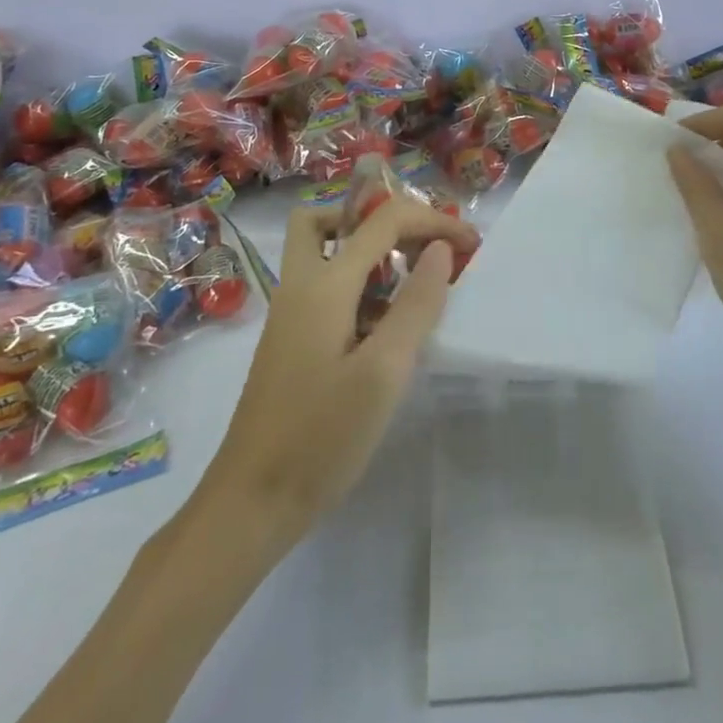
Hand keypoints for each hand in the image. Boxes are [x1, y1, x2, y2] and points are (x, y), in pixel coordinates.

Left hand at [205, 199, 478, 539]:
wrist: (251, 503)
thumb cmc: (322, 437)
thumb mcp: (383, 372)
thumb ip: (416, 305)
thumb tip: (440, 249)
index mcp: (323, 285)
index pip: (383, 220)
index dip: (432, 220)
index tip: (471, 243)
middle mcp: (300, 286)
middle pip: (327, 219)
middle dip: (379, 219)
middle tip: (421, 246)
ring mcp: (291, 313)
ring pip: (325, 252)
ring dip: (370, 252)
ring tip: (414, 283)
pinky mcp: (292, 340)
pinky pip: (326, 287)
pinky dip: (359, 285)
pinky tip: (387, 326)